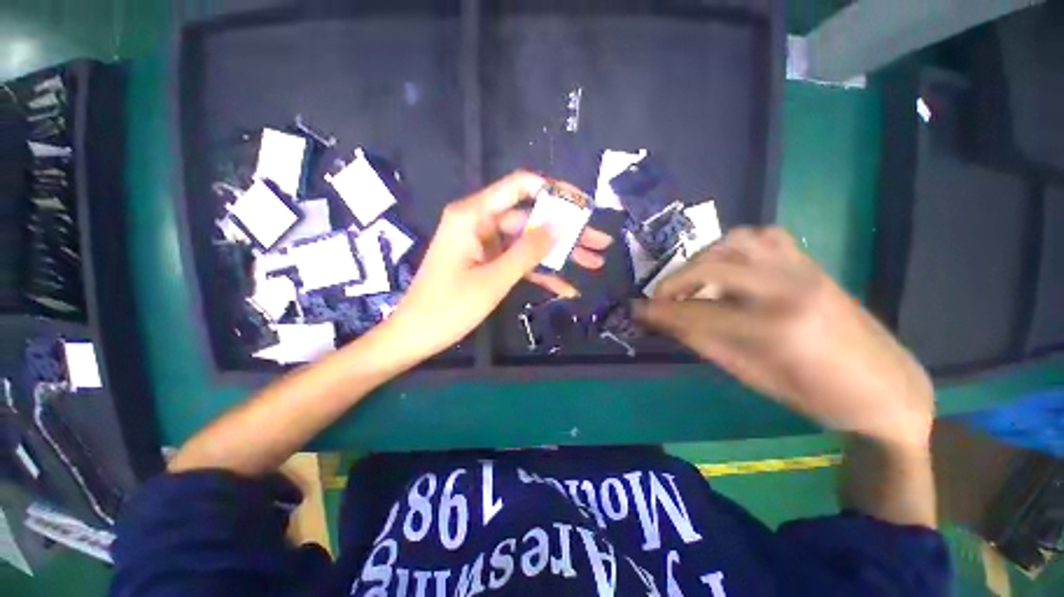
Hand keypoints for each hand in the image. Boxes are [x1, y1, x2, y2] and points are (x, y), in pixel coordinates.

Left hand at [386, 171, 611, 359]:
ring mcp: (486, 245)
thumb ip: (527, 252)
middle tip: (600, 242)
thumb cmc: (448, 307)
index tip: (582, 206)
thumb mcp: (493, 280)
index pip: (520, 186)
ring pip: (529, 242)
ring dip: (560, 254)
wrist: (416, 335)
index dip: (554, 191)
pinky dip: (541, 273)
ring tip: (594, 263)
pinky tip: (567, 287)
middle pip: (531, 219)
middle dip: (567, 232)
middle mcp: (481, 223)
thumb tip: (558, 227)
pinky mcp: (488, 263)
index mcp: (474, 215)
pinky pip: (519, 262)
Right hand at [633, 227, 933, 448]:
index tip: (636, 310)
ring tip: (693, 279)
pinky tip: (728, 265)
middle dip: (674, 281)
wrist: (886, 387)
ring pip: (737, 240)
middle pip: (712, 266)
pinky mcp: (811, 263)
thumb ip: (703, 342)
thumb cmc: (818, 396)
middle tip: (659, 298)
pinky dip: (735, 246)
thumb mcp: (752, 376)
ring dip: (704, 258)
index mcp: (777, 328)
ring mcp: (804, 269)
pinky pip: (764, 236)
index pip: (698, 312)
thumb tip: (663, 322)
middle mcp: (789, 287)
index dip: (661, 312)